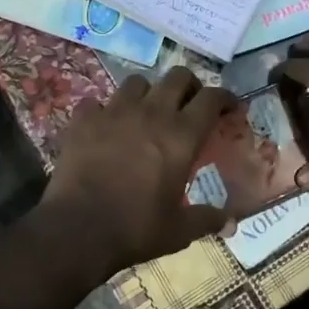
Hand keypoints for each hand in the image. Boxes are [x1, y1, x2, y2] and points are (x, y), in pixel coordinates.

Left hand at [39, 68, 235, 275]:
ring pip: (137, 82)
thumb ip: (207, 219)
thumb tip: (231, 223)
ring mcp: (115, 112)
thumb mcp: (179, 230)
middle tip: (190, 105)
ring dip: (148, 93)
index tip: (230, 107)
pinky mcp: (84, 120)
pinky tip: (104, 127)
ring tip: (146, 112)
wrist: (77, 231)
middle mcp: (152, 113)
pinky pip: (96, 102)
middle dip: (189, 86)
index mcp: (181, 136)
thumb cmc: (136, 228)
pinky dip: (103, 111)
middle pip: (178, 77)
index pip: (212, 99)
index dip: (225, 98)